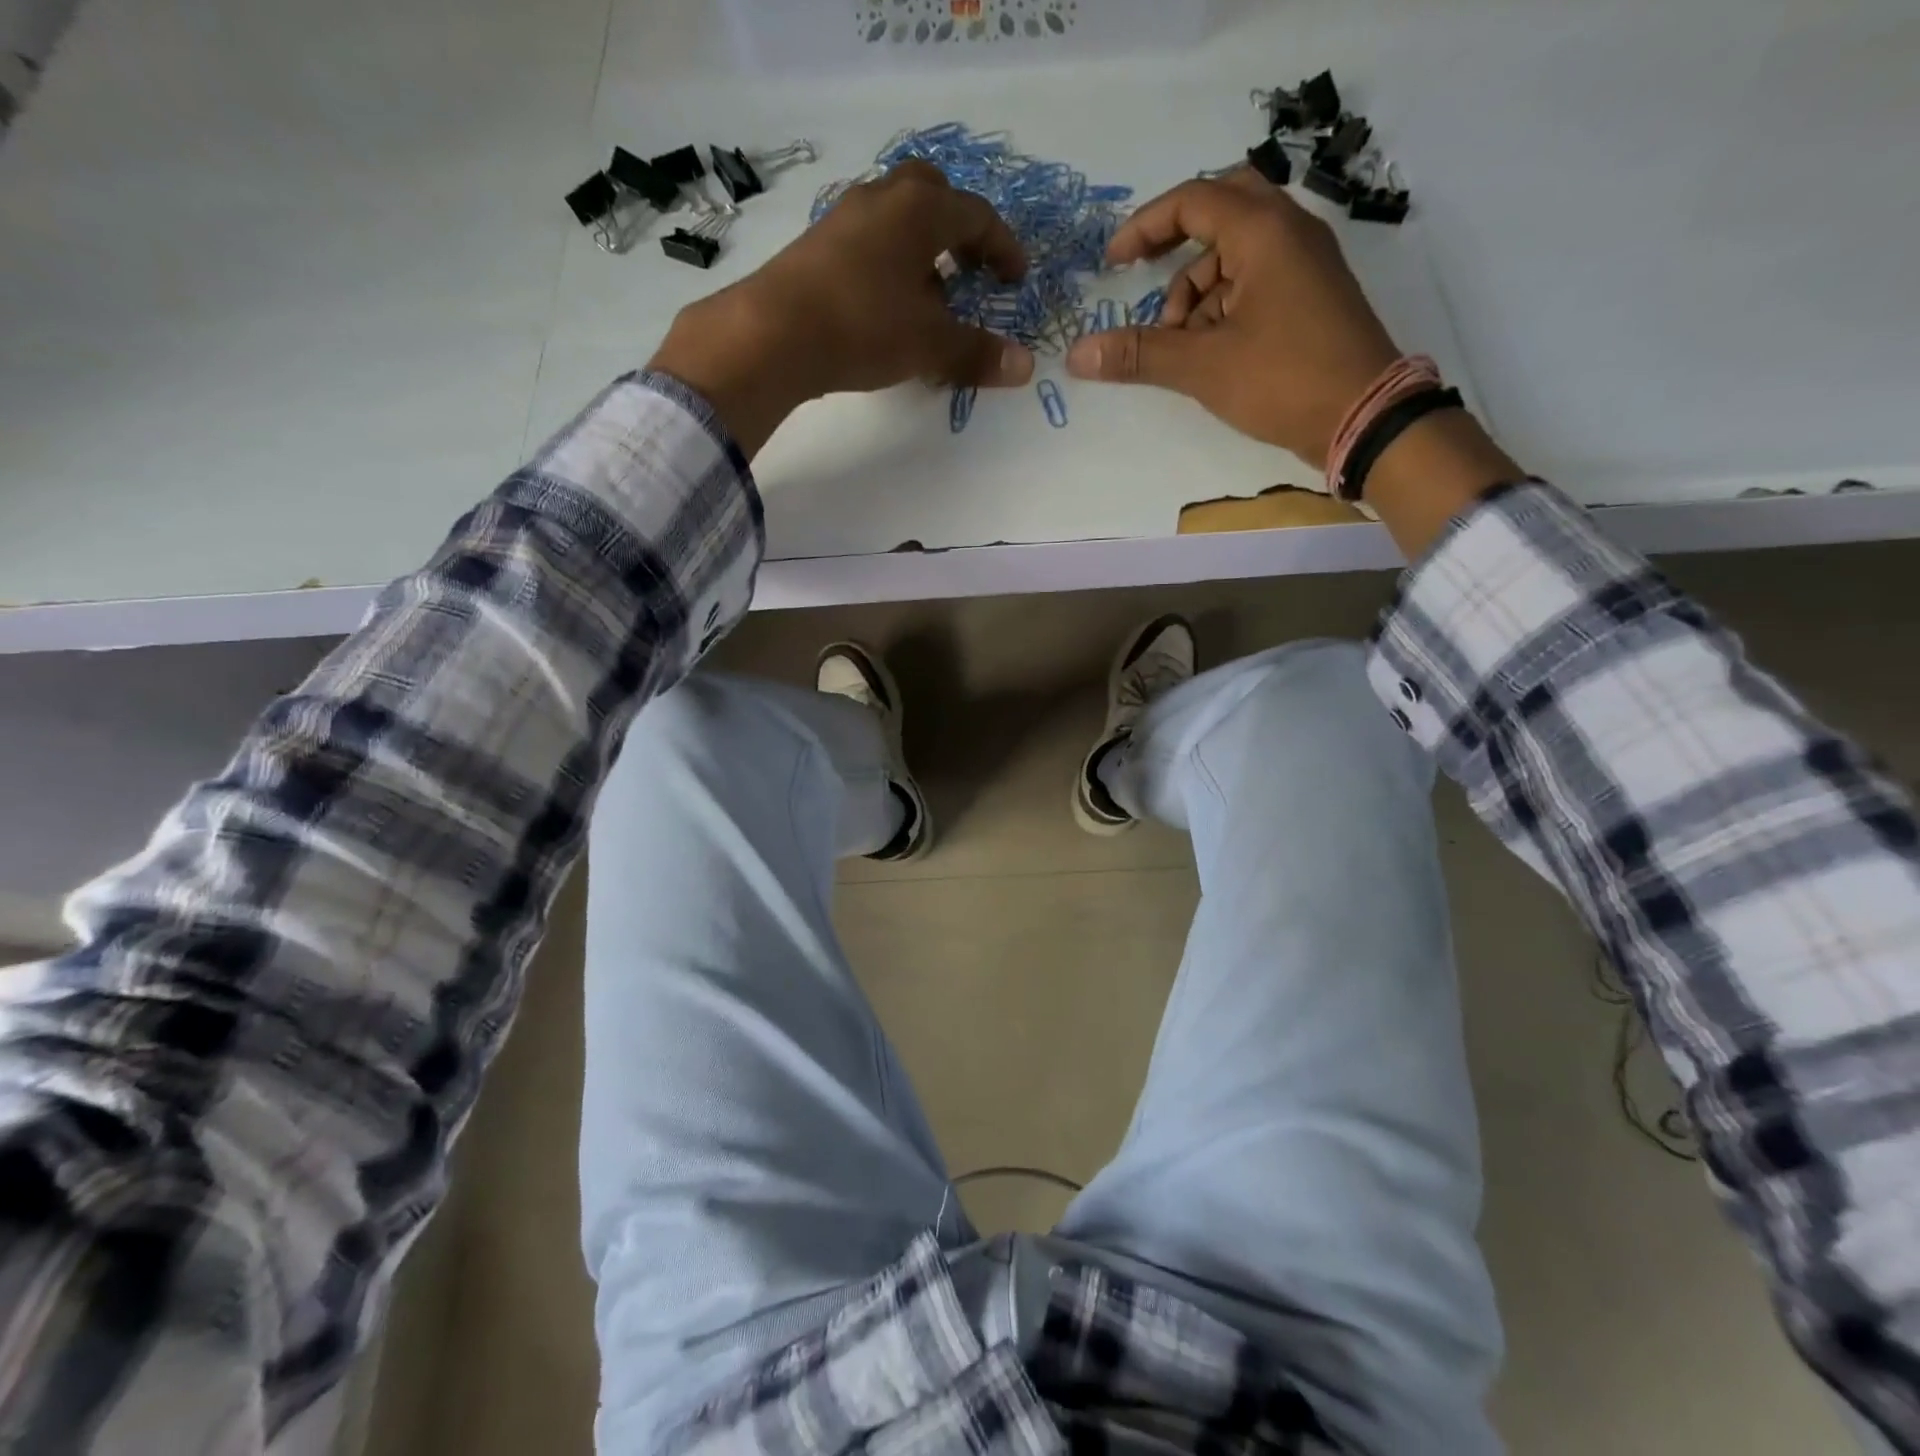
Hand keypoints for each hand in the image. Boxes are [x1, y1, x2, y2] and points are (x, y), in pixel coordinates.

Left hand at [650, 161, 1034, 455]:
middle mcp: (882, 199)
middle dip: (958, 230)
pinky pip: (868, 243)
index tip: (1016, 278)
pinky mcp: (816, 247)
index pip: (976, 216)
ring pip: (895, 219)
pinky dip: (890, 265)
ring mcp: (844, 219)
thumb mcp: (929, 345)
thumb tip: (1024, 366)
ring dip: (921, 250)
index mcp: (919, 210)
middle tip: (971, 269)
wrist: (774, 334)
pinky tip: (888, 308)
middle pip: (932, 195)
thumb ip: (976, 353)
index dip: (1003, 248)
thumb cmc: (864, 326)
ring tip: (931, 299)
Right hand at [1067, 175, 1519, 557]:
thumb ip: (1139, 354)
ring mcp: (1305, 264)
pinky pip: (1256, 280)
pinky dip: (1223, 306)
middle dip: (1176, 245)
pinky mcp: (1310, 296)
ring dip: (1197, 290)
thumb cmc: (1283, 379)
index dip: (1145, 227)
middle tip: (1145, 276)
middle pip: (1221, 211)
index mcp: (1264, 231)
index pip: (1193, 201)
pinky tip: (1210, 350)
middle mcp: (1289, 232)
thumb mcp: (1202, 366)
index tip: (1112, 262)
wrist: (1363, 416)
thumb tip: (1076, 355)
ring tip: (1179, 344)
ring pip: (1236, 254)